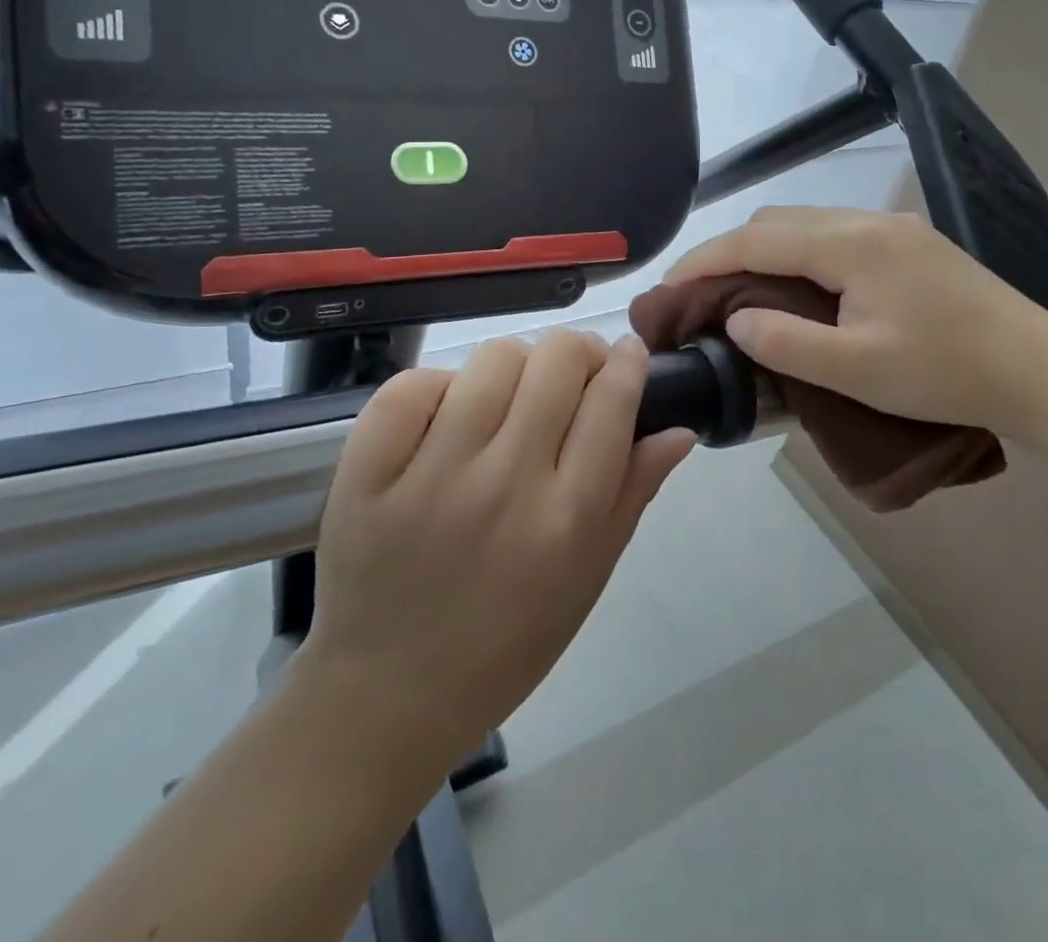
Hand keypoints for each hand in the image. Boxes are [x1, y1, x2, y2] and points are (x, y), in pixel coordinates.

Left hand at [297, 332, 694, 769]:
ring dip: (514, 367)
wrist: (389, 694)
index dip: (627, 362)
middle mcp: (506, 483)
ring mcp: (431, 473)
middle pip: (558, 359)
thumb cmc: (507, 642)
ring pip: (492, 360)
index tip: (627, 355)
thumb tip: (679, 428)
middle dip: (578, 353)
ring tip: (507, 399)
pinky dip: (437, 388)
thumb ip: (633, 494)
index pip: (612, 400)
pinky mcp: (368, 472)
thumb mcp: (588, 577)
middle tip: (571, 378)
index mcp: (567, 518)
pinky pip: (412, 386)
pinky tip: (445, 416)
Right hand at [665, 206, 1047, 442]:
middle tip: (699, 293)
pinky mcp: (911, 244)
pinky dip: (798, 254)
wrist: (1042, 372)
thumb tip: (735, 321)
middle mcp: (868, 221)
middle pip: (778, 221)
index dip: (705, 259)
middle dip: (729, 250)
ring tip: (738, 290)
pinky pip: (834, 235)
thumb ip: (786, 343)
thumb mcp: (857, 371)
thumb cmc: (947, 374)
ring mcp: (894, 228)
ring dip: (765, 250)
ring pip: (807, 224)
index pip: (757, 239)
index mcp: (851, 245)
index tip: (667, 287)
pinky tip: (796, 286)